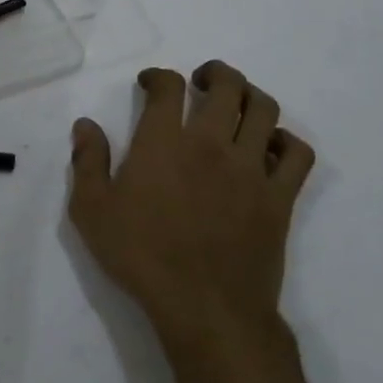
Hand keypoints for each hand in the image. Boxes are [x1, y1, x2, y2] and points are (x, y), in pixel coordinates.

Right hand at [69, 61, 314, 352]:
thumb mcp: (92, 211)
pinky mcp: (279, 196)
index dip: (158, 76)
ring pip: (264, 109)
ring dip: (251, 96)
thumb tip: (85, 124)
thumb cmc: (142, 257)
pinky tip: (270, 148)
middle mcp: (210, 143)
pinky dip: (286, 141)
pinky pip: (297, 154)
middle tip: (201, 81)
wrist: (205, 308)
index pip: (167, 86)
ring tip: (236, 105)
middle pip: (227, 85)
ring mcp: (251, 168)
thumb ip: (87, 162)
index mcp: (164, 142)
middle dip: (214, 73)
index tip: (149, 84)